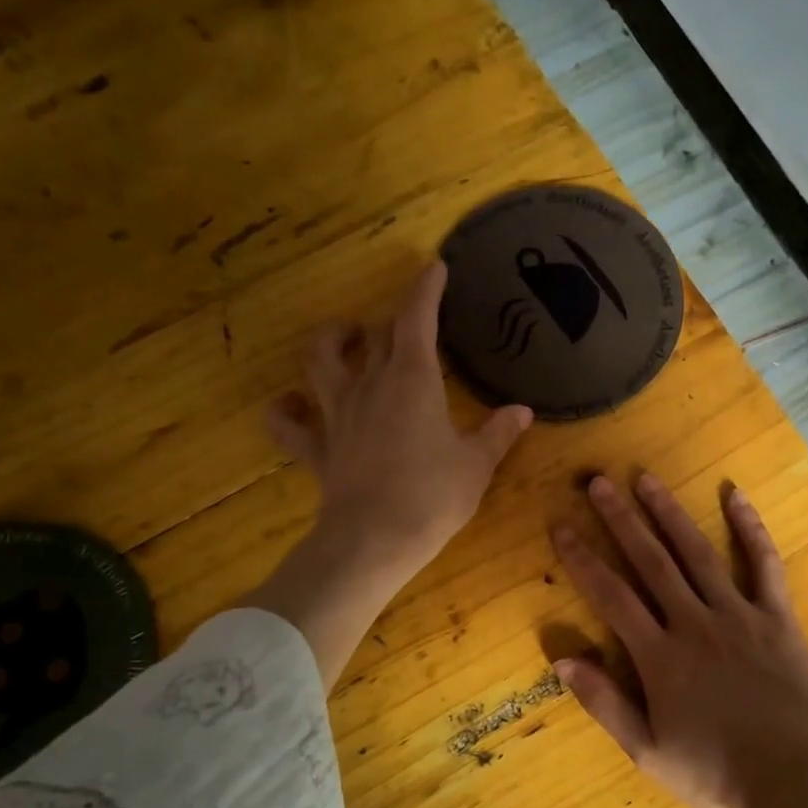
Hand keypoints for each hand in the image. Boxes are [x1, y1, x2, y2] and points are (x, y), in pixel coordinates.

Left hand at [269, 261, 533, 584]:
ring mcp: (336, 415)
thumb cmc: (433, 497)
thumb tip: (522, 411)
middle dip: (395, 321)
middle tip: (411, 322)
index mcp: (412, 381)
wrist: (375, 540)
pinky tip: (290, 405)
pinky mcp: (317, 449)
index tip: (434, 267)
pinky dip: (285, 412)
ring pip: (321, 361)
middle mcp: (369, 385)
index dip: (425, 289)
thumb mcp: (477, 465)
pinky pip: (288, 425)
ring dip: (332, 342)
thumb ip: (498, 433)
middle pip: (377, 336)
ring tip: (347, 338)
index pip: (416, 318)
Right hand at [551, 473, 807, 807]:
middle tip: (599, 481)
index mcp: (659, 656)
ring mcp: (739, 615)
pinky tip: (736, 495)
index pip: (611, 596)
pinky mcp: (778, 618)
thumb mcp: (647, 751)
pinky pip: (765, 565)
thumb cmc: (714, 772)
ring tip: (647, 479)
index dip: (582, 559)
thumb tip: (562, 659)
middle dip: (621, 520)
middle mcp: (694, 623)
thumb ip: (604, 703)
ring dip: (671, 513)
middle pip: (651, 562)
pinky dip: (750, 528)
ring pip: (698, 553)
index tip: (561, 525)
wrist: (792, 780)